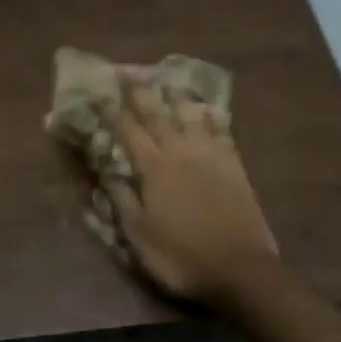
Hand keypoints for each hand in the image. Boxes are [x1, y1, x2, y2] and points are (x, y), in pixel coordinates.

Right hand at [99, 81, 277, 306]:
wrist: (241, 270)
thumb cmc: (181, 256)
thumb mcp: (138, 235)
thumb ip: (121, 198)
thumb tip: (105, 169)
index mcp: (153, 168)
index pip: (127, 129)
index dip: (110, 109)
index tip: (98, 90)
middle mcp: (180, 151)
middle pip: (158, 113)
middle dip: (141, 91)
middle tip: (129, 71)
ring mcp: (210, 155)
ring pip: (191, 114)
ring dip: (177, 95)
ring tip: (169, 79)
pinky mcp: (234, 165)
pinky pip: (222, 130)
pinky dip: (213, 115)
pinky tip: (211, 108)